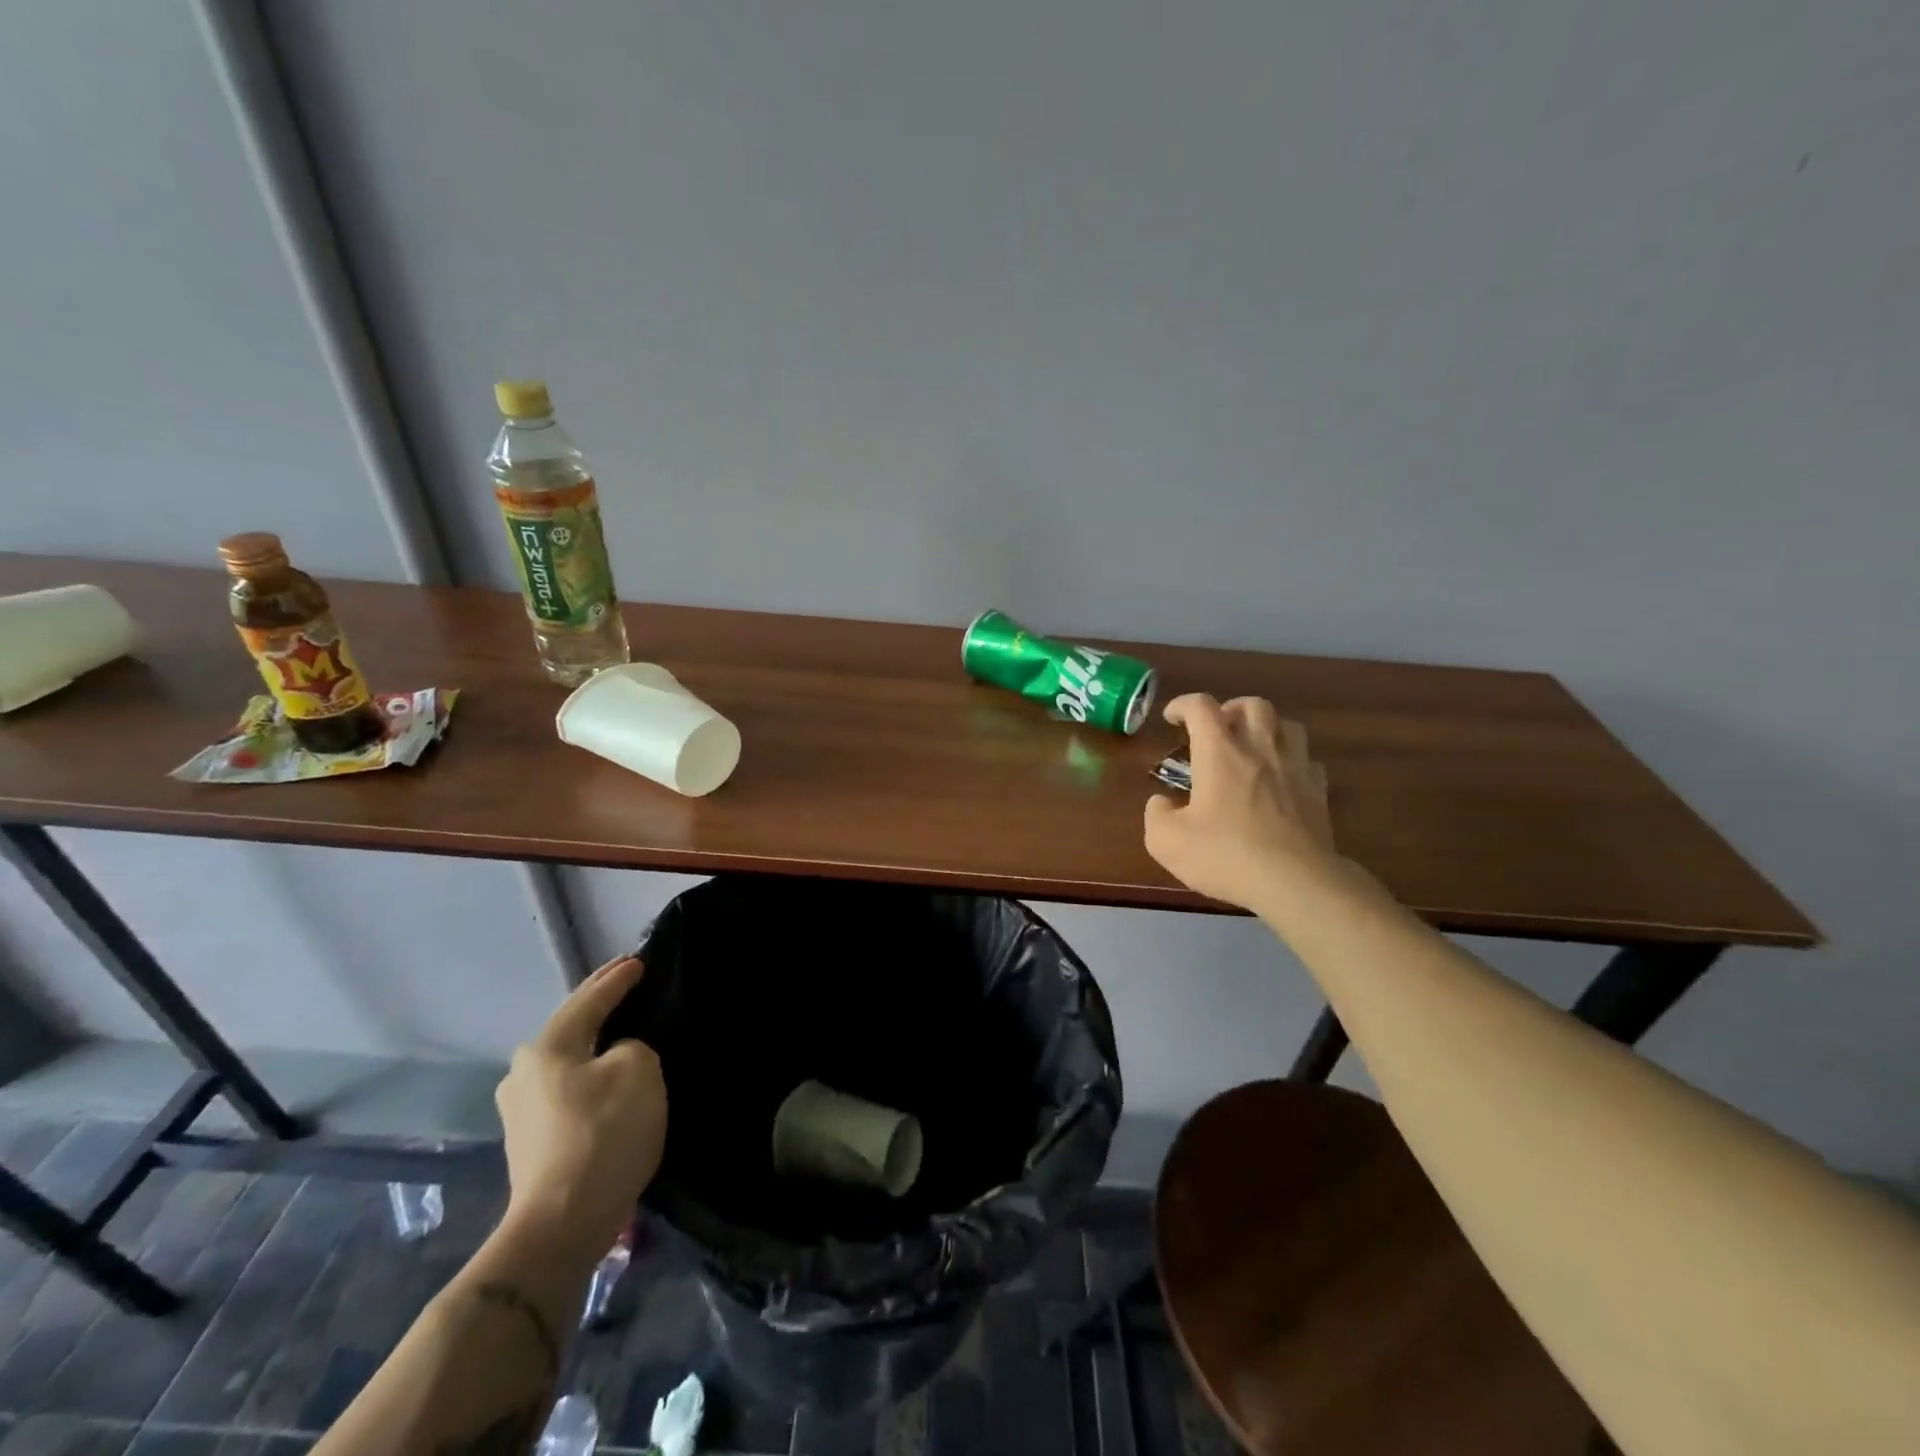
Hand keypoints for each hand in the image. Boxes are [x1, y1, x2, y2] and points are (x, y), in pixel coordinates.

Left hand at [495, 955, 665, 1264]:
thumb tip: (615, 1058)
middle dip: (598, 1004)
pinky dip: (588, 1073)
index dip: (617, 979)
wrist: (561, 1224)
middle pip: (571, 1026)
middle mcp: (523, 1072)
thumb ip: (632, 1047)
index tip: (638, 961)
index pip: (590, 999)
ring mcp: (520, 1110)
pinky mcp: (529, 1142)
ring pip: (567, 1059)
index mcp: (546, 1047)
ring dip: (592, 1041)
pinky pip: (566, 1089)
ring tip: (619, 1028)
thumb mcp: (639, 1070)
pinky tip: (605, 1075)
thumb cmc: (603, 1134)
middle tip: (626, 983)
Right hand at [1144, 694, 1336, 912]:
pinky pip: (1308, 761)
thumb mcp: (1166, 841)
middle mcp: (1260, 749)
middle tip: (1218, 729)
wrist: (1295, 882)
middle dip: (1231, 709)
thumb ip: (1156, 815)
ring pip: (1288, 725)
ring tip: (1254, 747)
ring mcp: (1295, 769)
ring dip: (1268, 728)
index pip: (1201, 707)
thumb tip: (1162, 802)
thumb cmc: (1225, 855)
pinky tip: (1283, 779)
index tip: (1172, 718)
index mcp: (1219, 753)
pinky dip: (1293, 762)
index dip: (1183, 705)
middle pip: (1252, 705)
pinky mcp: (1318, 793)